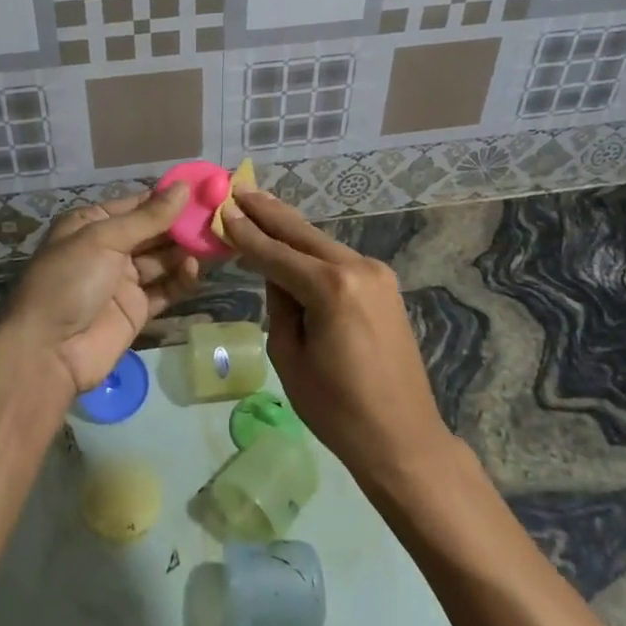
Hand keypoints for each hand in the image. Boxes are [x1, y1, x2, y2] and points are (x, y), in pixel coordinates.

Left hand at [0, 183, 200, 396]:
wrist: (47, 352)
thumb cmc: (68, 281)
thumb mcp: (104, 240)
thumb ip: (148, 217)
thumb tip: (184, 187)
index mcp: (92, 223)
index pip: (138, 204)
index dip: (170, 197)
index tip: (206, 188)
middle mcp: (109, 248)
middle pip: (155, 231)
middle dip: (184, 224)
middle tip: (220, 215)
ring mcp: (123, 280)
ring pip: (164, 259)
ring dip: (187, 250)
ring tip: (216, 241)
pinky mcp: (137, 309)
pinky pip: (166, 288)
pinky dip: (182, 278)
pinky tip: (196, 269)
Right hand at [221, 190, 452, 484]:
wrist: (403, 438)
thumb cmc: (337, 409)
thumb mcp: (289, 356)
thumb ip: (278, 305)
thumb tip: (276, 275)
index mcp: (330, 288)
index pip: (275, 253)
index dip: (246, 233)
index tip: (222, 208)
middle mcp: (357, 268)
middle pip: (301, 233)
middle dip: (267, 211)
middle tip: (238, 187)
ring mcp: (376, 274)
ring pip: (320, 242)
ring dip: (288, 226)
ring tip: (258, 204)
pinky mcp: (384, 284)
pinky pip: (337, 258)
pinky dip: (311, 248)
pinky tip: (291, 239)